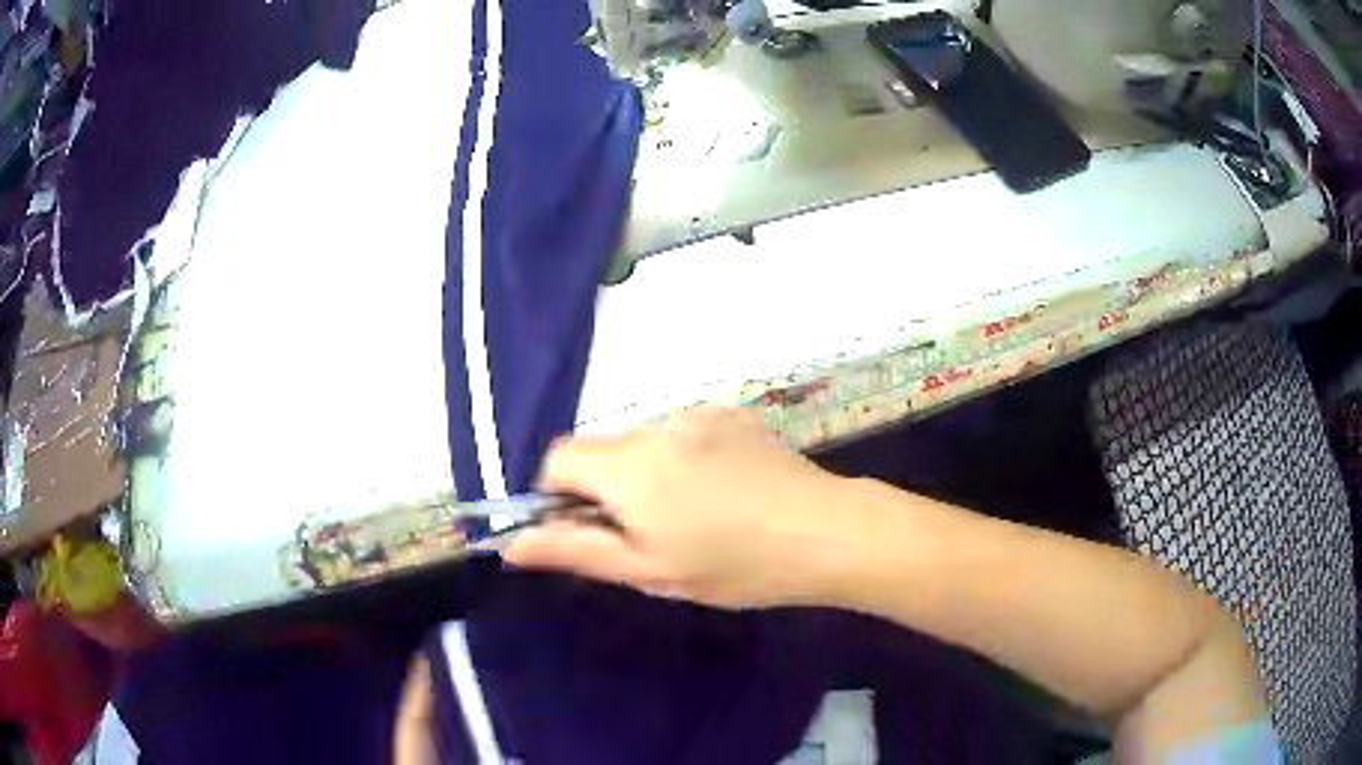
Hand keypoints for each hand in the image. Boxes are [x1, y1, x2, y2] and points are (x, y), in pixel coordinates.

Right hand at [504, 407, 854, 608]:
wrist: (826, 532)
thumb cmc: (733, 564)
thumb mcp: (647, 570)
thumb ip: (573, 550)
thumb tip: (510, 544)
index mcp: (628, 465)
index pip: (557, 458)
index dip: (559, 496)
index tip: (592, 532)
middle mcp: (657, 425)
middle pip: (600, 449)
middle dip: (605, 488)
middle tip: (647, 535)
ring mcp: (700, 414)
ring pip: (642, 443)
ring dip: (645, 474)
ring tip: (694, 516)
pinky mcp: (733, 414)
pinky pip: (683, 433)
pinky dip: (681, 459)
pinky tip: (723, 491)